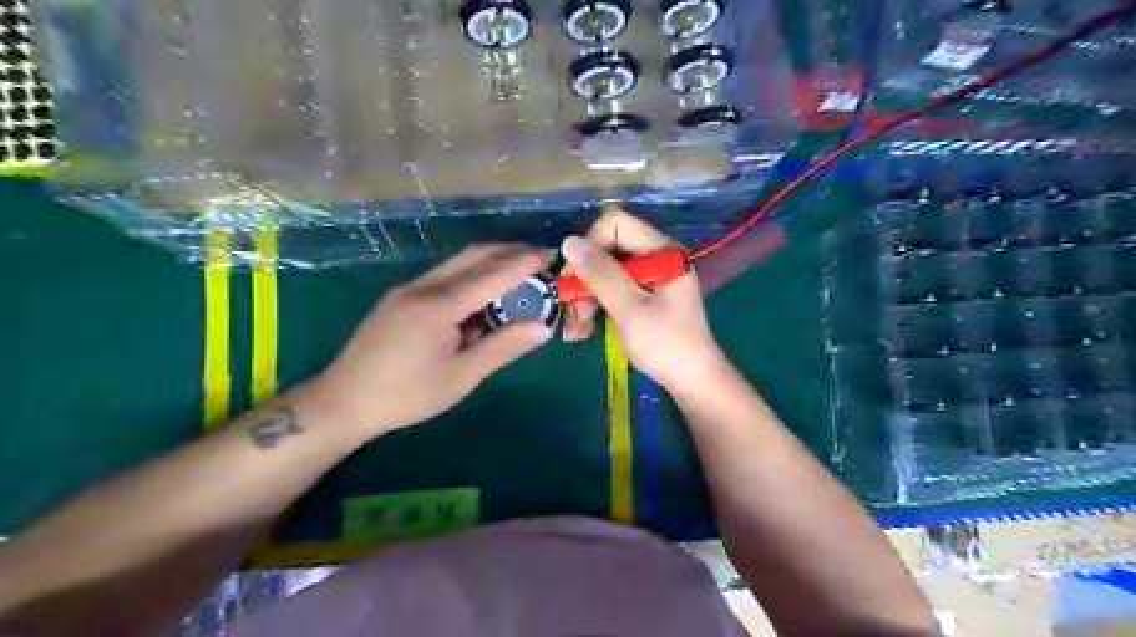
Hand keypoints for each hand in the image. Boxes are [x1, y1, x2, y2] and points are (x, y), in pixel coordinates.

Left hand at [298, 243, 552, 442]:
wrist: (343, 402)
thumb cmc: (408, 395)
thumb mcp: (462, 376)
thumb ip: (503, 347)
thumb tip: (543, 326)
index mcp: (441, 304)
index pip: (493, 274)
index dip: (524, 262)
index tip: (551, 254)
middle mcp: (424, 286)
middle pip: (473, 256)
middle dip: (509, 251)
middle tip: (540, 256)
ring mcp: (408, 289)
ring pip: (457, 264)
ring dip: (490, 261)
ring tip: (518, 270)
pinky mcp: (399, 298)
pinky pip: (443, 276)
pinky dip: (470, 275)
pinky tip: (482, 292)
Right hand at [558, 206, 726, 393]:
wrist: (692, 380)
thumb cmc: (665, 345)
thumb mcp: (629, 308)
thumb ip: (600, 274)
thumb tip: (568, 242)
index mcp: (661, 250)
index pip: (615, 224)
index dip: (590, 244)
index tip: (575, 276)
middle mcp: (656, 255)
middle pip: (607, 247)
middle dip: (584, 276)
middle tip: (571, 307)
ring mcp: (650, 275)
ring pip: (605, 269)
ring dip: (586, 294)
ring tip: (577, 326)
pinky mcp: (644, 293)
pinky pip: (612, 286)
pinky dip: (596, 303)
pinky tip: (585, 327)